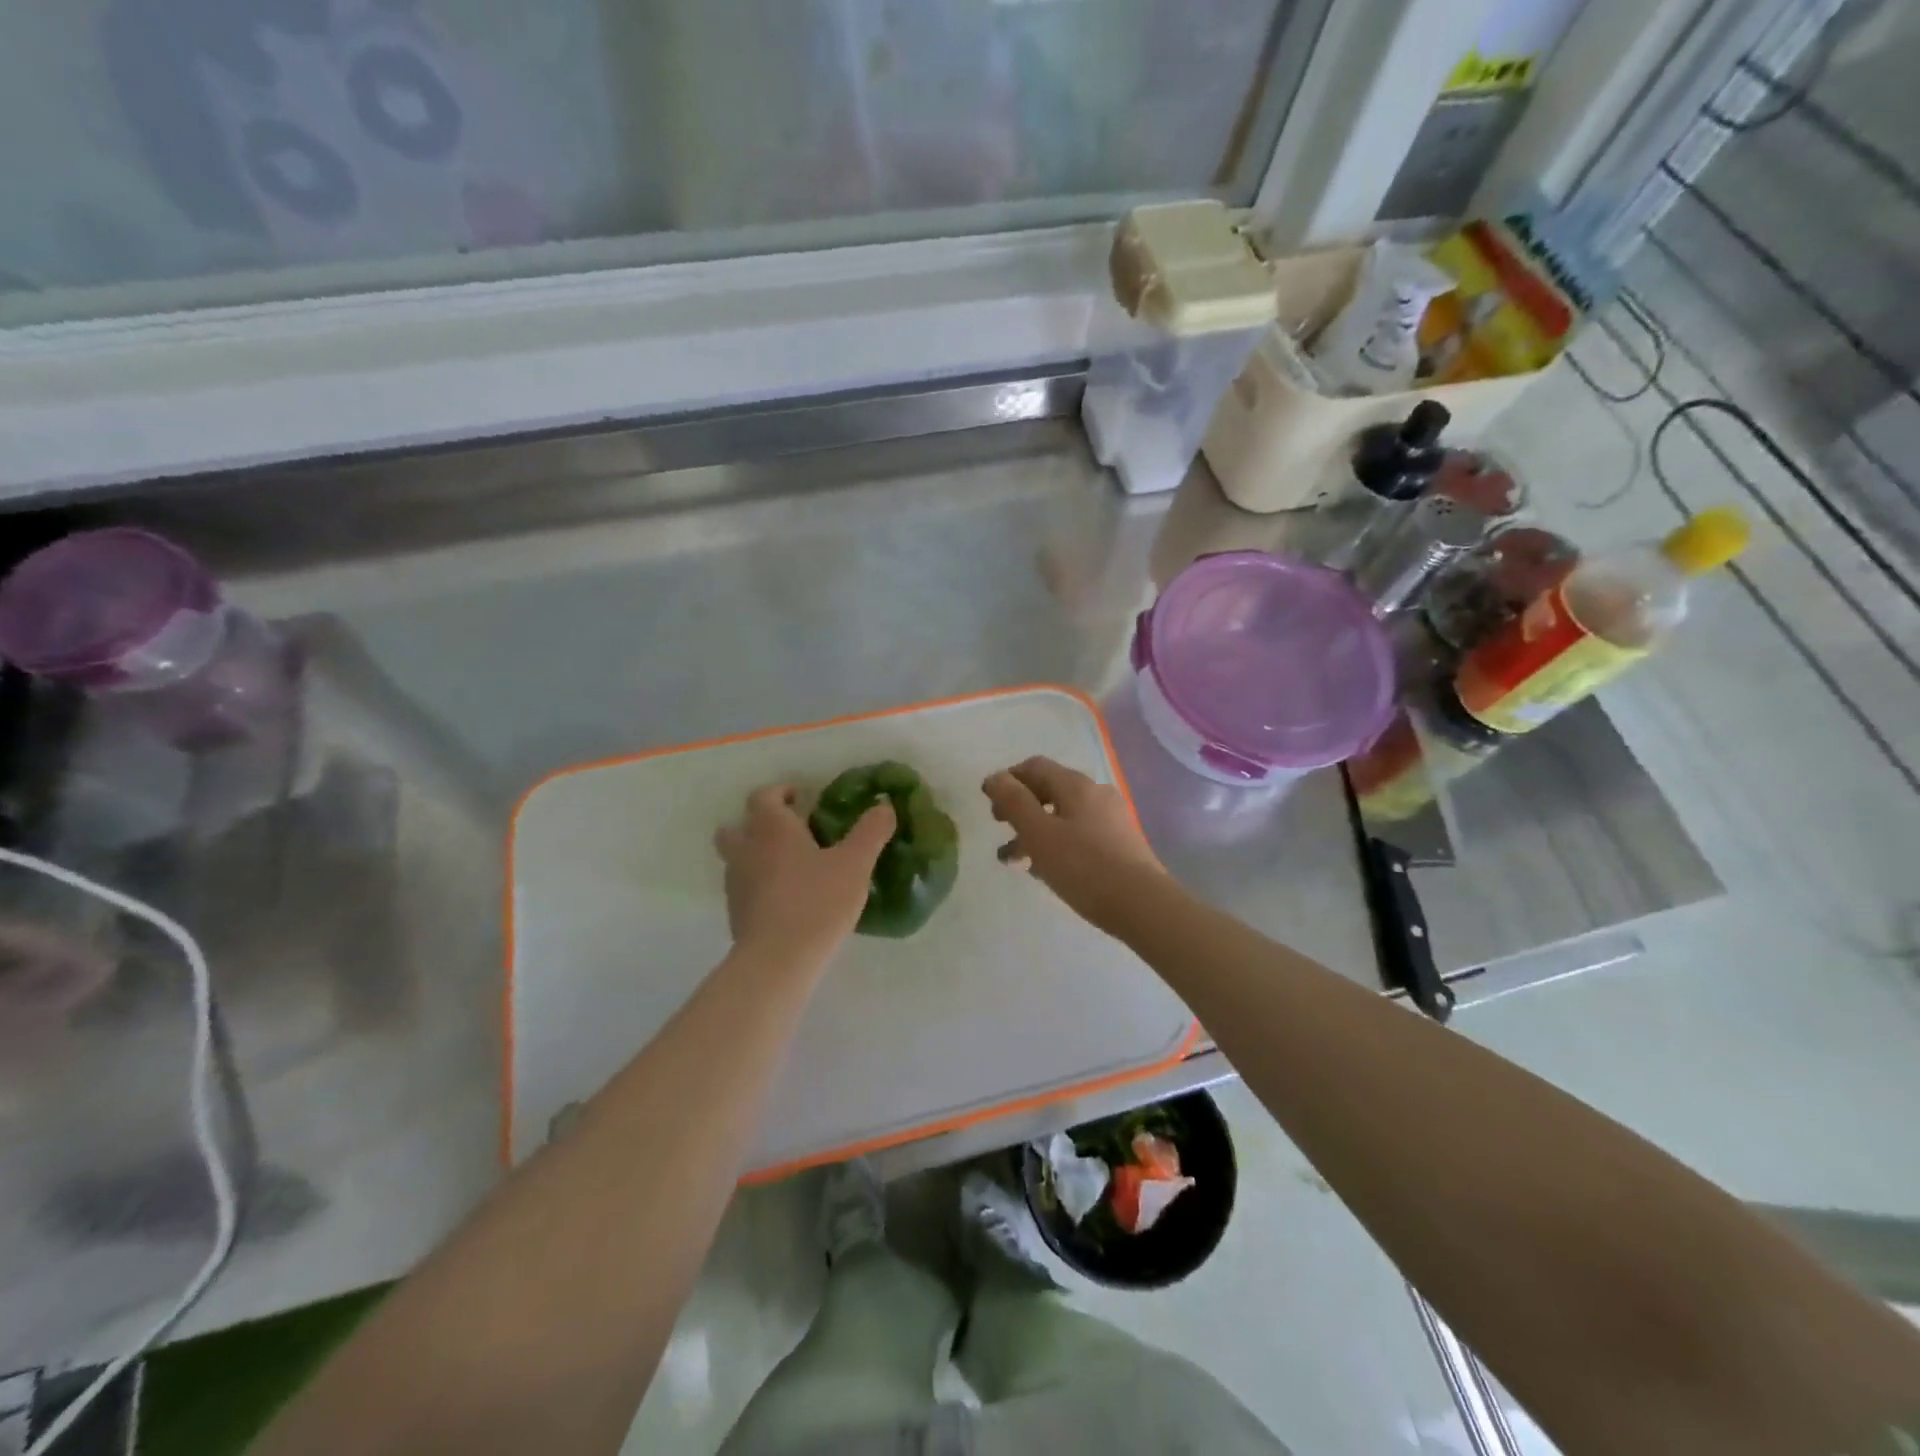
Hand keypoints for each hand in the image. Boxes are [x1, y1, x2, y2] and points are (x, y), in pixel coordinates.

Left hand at [714, 784, 894, 968]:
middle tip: (790, 832)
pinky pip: (743, 889)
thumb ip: (871, 831)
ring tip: (790, 867)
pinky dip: (758, 886)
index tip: (802, 798)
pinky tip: (786, 900)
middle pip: (738, 826)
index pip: (764, 796)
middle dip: (758, 823)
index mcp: (772, 828)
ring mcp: (736, 883)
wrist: (778, 959)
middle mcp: (746, 849)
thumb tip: (885, 806)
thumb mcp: (855, 864)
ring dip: (756, 855)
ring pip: (737, 858)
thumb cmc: (817, 901)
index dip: (781, 792)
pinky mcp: (736, 914)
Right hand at [982, 757, 1163, 932]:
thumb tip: (995, 777)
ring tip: (1014, 860)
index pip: (1035, 767)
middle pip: (1050, 790)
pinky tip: (1045, 870)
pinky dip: (1056, 844)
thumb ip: (1014, 802)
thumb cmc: (1084, 866)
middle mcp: (1096, 794)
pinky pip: (1079, 835)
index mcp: (1076, 785)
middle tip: (1000, 827)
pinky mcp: (1120, 845)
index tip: (988, 801)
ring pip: (1063, 816)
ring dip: (1035, 831)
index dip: (1008, 779)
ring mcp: (1111, 820)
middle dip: (1020, 807)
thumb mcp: (1038, 834)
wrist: (1142, 905)